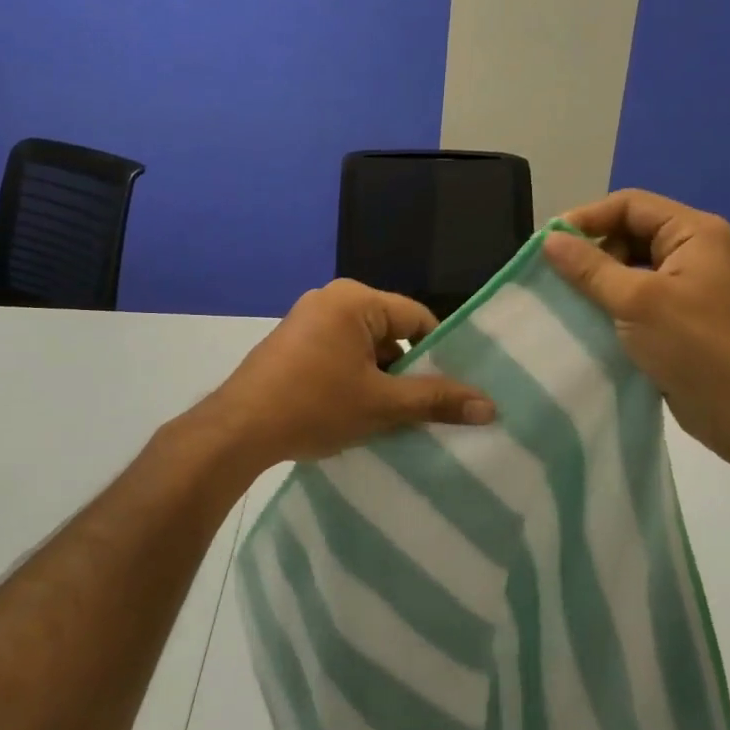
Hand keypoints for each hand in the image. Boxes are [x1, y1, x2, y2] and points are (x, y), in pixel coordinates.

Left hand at [196, 279, 494, 471]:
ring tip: (394, 416)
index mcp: (355, 300)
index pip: (417, 319)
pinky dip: (354, 378)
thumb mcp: (382, 405)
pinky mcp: (292, 343)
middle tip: (426, 408)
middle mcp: (331, 299)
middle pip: (390, 332)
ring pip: (364, 346)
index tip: (453, 388)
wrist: (238, 430)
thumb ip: (436, 401)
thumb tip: (490, 406)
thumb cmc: (315, 407)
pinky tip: (358, 412)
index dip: (440, 353)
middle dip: (408, 370)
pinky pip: (339, 353)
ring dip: (380, 378)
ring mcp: (307, 320)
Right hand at [543, 190, 729, 468]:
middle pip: (628, 233)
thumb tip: (549, 240)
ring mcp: (686, 287)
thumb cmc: (696, 346)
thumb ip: (590, 268)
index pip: (629, 205)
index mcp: (693, 233)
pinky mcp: (677, 319)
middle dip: (591, 250)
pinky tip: (583, 321)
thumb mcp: (637, 301)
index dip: (587, 217)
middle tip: (554, 275)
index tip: (548, 243)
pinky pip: (634, 298)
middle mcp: (692, 251)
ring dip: (596, 281)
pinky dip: (609, 305)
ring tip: (562, 298)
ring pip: (629, 268)